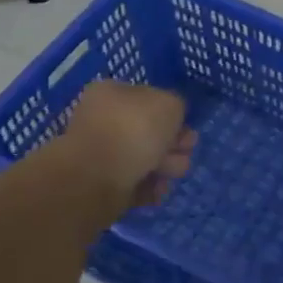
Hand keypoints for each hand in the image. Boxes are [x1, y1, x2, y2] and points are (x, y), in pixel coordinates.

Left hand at [53, 81, 195, 213]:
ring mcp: (100, 154)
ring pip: (145, 159)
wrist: (96, 178)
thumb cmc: (134, 129)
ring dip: (166, 166)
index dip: (172, 112)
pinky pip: (135, 184)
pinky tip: (156, 189)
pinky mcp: (101, 185)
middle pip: (149, 131)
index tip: (186, 126)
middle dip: (173, 143)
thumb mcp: (170, 103)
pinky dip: (149, 187)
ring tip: (170, 173)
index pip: (148, 98)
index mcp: (111, 93)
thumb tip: (171, 118)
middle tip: (185, 150)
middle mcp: (103, 120)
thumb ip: (176, 105)